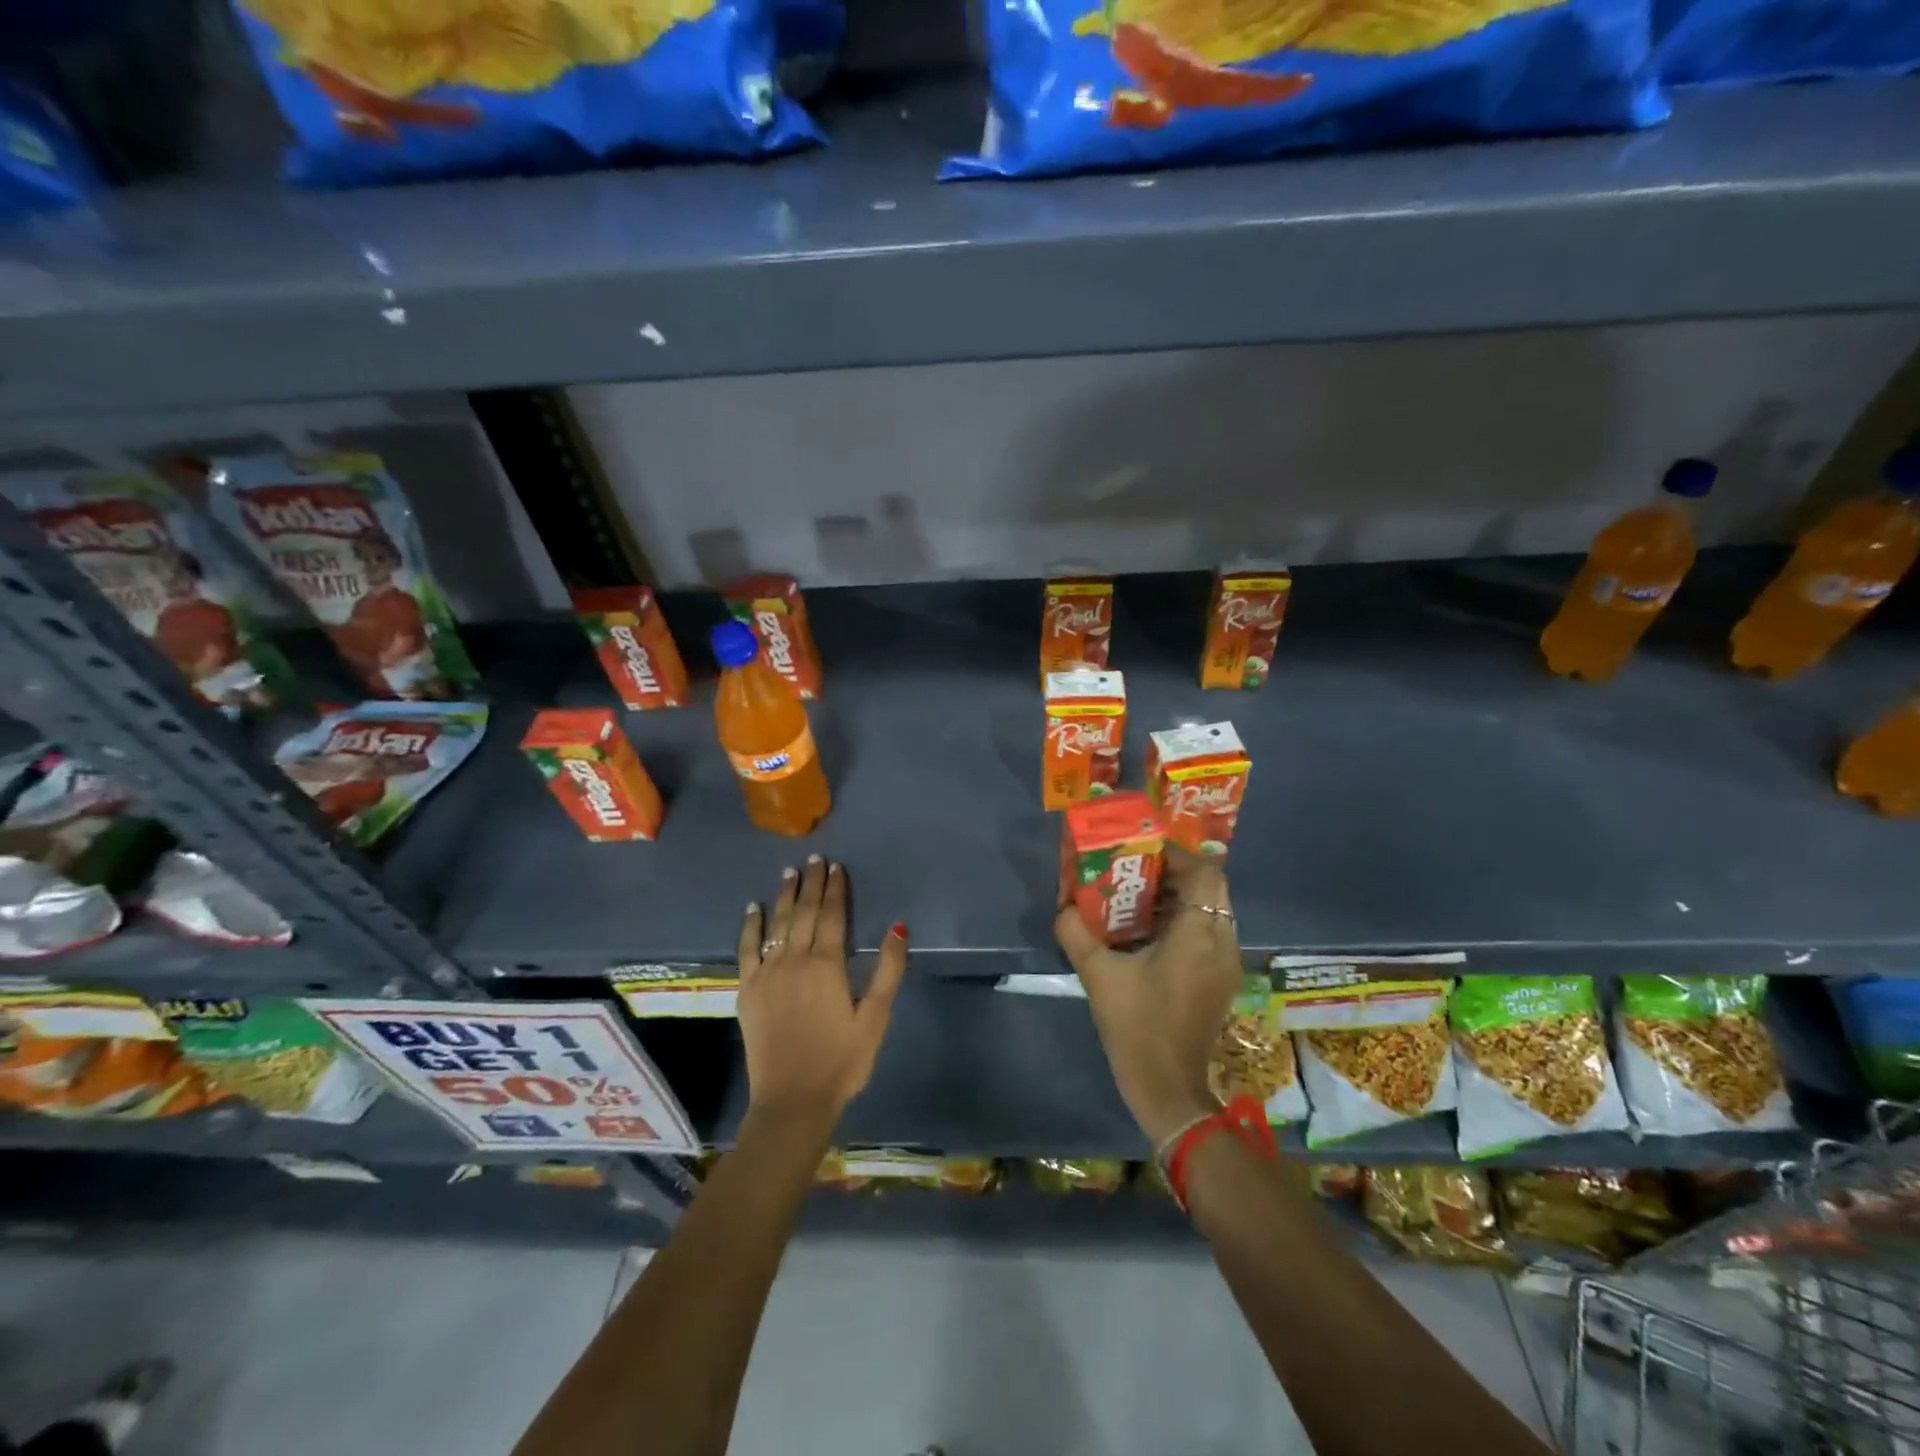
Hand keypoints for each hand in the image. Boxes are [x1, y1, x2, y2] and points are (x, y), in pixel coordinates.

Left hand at [737, 856, 907, 1133]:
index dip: (835, 888)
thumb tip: (897, 927)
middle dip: (812, 883)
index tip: (836, 866)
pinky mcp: (748, 990)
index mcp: (827, 964)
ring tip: (790, 872)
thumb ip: (888, 970)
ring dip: (785, 895)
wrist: (792, 1100)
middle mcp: (795, 959)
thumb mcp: (875, 1018)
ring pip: (778, 923)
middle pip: (805, 912)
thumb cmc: (842, 1061)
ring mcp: (767, 973)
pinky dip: (751, 925)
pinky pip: (747, 948)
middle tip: (815, 859)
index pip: (833, 914)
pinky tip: (754, 908)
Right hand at [1055, 848, 1240, 1147]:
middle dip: (1174, 875)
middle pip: (1210, 889)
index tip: (1142, 852)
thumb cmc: (1137, 1026)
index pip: (1206, 873)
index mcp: (1199, 934)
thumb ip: (1077, 933)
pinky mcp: (1221, 981)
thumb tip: (1063, 906)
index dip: (1178, 856)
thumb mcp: (1099, 975)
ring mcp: (1226, 964)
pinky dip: (1184, 923)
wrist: (1168, 1089)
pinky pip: (1209, 934)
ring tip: (1138, 897)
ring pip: (1211, 911)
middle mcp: (1222, 942)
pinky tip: (1149, 934)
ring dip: (1179, 899)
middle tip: (1135, 871)